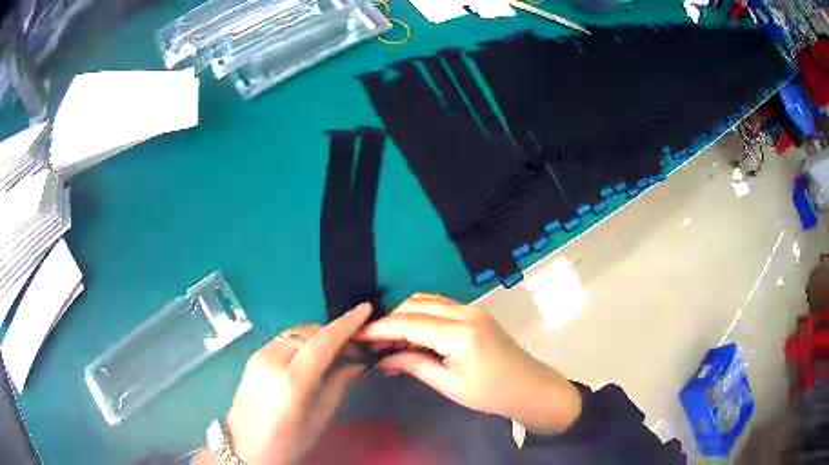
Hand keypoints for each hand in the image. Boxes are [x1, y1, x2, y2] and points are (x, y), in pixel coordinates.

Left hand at [194, 303, 371, 464]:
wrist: (245, 447)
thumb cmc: (288, 442)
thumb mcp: (319, 418)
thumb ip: (337, 384)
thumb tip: (356, 362)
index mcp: (292, 382)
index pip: (323, 342)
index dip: (346, 323)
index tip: (365, 309)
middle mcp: (272, 361)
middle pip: (308, 331)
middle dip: (333, 331)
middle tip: (353, 346)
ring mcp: (258, 356)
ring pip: (294, 332)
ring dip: (317, 335)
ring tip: (334, 351)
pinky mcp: (252, 357)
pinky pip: (283, 340)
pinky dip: (301, 341)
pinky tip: (310, 356)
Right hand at [357, 294, 580, 434]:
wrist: (531, 387)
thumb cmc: (493, 394)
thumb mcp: (451, 386)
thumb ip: (416, 365)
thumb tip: (384, 358)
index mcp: (460, 334)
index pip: (409, 323)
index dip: (380, 329)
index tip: (357, 335)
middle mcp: (465, 312)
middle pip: (416, 305)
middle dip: (390, 320)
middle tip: (372, 342)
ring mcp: (473, 309)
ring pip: (427, 300)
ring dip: (405, 315)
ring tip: (389, 339)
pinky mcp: (476, 312)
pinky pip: (440, 305)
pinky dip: (421, 314)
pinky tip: (413, 333)